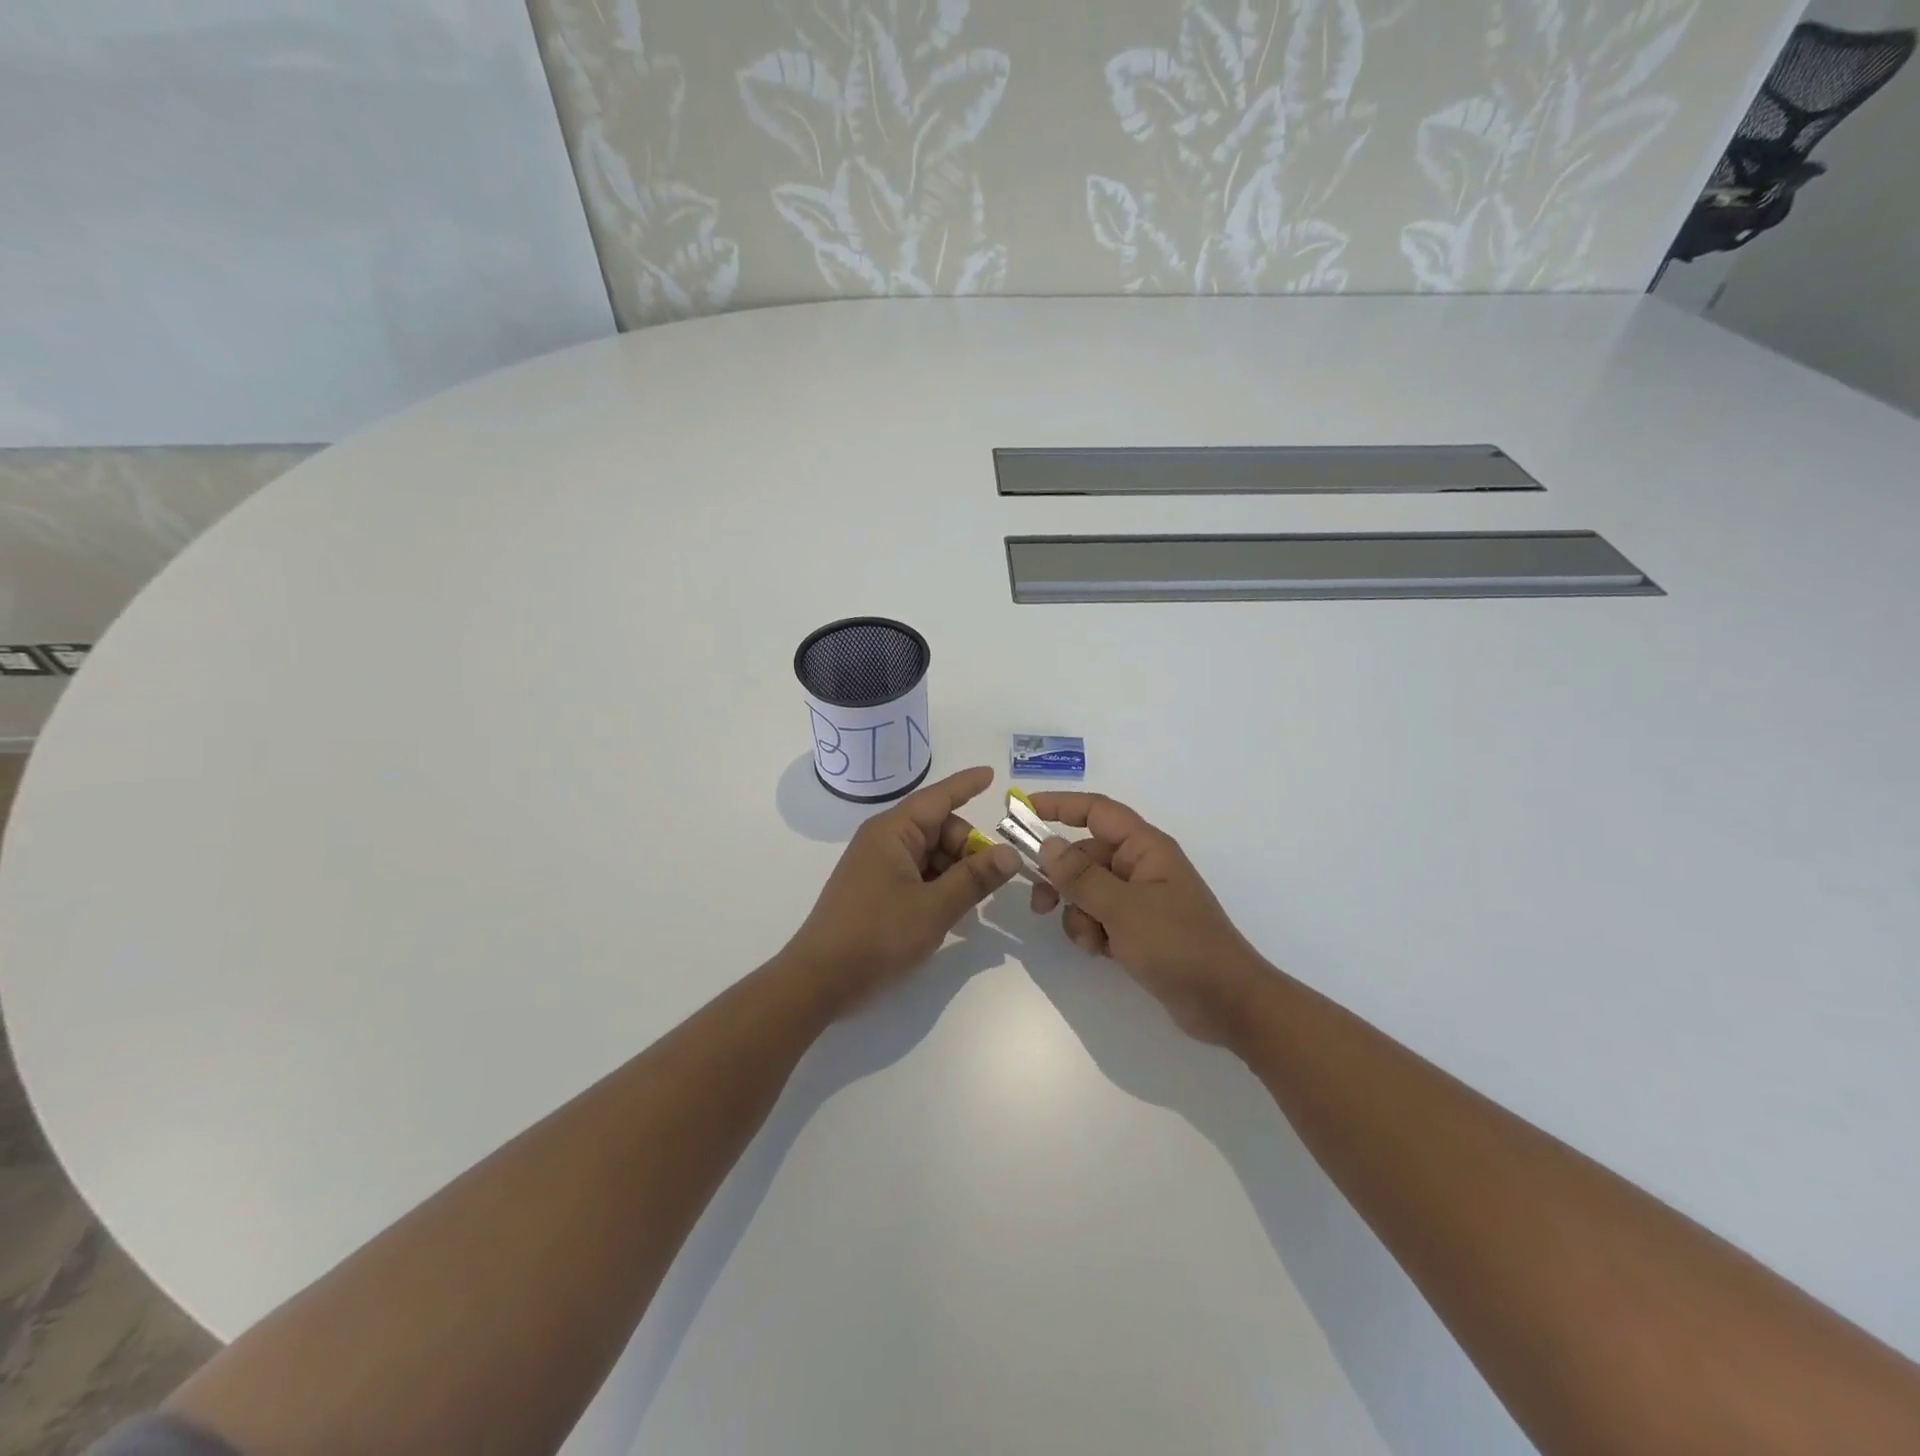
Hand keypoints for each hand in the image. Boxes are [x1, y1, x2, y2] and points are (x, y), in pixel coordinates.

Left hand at [786, 766, 1019, 1013]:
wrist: (820, 980)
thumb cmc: (877, 935)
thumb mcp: (934, 907)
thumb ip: (975, 878)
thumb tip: (1010, 853)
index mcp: (893, 831)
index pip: (938, 797)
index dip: (967, 785)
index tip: (993, 774)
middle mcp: (885, 841)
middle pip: (940, 829)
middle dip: (968, 848)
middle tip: (990, 880)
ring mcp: (879, 866)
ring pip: (931, 855)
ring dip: (956, 872)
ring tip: (971, 904)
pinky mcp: (877, 891)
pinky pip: (918, 876)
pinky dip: (939, 887)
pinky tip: (953, 913)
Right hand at [1028, 793, 1267, 1044]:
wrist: (1227, 1004)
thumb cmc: (1179, 945)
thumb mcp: (1123, 908)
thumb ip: (1081, 876)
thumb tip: (1046, 844)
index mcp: (1145, 848)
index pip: (1096, 811)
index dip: (1059, 805)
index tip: (1020, 809)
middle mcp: (1141, 866)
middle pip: (1085, 855)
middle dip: (1061, 878)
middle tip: (1038, 903)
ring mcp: (1140, 899)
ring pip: (1087, 890)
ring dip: (1078, 913)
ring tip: (1089, 941)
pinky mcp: (1138, 929)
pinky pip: (1099, 917)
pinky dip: (1092, 932)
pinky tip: (1102, 953)